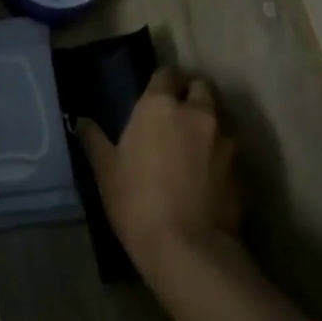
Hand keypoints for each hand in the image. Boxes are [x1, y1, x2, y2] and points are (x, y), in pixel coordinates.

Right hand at [77, 69, 242, 293]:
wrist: (187, 246)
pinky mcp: (242, 166)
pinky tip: (204, 173)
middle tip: (173, 117)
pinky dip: (217, 151)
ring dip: (206, 123)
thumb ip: (94, 140)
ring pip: (218, 117)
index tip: (152, 96)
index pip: (166, 74)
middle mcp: (197, 112)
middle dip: (189, 95)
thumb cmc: (136, 201)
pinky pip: (228, 147)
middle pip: (200, 88)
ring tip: (190, 147)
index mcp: (159, 106)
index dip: (161, 82)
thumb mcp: (105, 171)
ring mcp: (225, 139)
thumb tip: (80, 121)